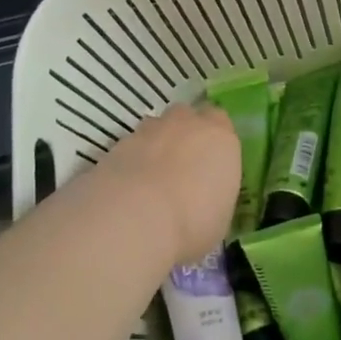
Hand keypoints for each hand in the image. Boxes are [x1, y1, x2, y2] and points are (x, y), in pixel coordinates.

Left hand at [89, 102, 240, 267]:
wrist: (136, 218)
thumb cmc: (193, 222)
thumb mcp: (220, 218)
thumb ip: (214, 196)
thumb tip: (205, 201)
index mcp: (220, 138)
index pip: (221, 122)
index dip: (215, 140)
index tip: (212, 162)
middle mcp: (186, 124)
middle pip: (187, 117)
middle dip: (185, 134)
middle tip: (183, 166)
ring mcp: (149, 130)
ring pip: (156, 127)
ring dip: (156, 144)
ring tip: (153, 179)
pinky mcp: (118, 144)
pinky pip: (130, 146)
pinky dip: (131, 161)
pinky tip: (129, 189)